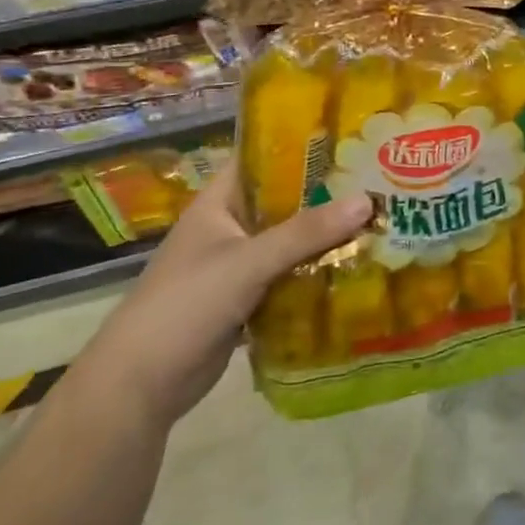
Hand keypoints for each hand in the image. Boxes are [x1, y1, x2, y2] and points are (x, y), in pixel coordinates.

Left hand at [77, 158, 371, 429]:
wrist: (141, 385)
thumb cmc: (185, 305)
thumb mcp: (248, 262)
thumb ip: (306, 232)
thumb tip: (368, 200)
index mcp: (219, 203)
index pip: (263, 159)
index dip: (302, 146)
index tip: (351, 139)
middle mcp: (231, 227)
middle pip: (286, 201)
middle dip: (328, 195)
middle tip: (381, 182)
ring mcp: (239, 264)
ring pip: (292, 240)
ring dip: (328, 236)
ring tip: (382, 219)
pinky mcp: (249, 298)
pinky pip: (291, 274)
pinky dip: (318, 271)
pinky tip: (358, 266)